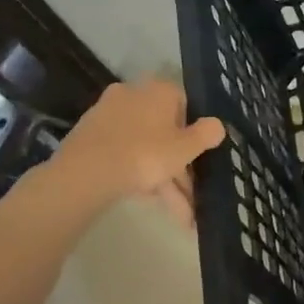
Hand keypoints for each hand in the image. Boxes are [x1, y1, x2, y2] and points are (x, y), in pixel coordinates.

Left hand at [42, 78, 224, 227]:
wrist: (85, 173)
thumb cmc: (145, 154)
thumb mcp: (186, 147)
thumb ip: (207, 134)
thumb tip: (218, 125)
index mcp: (159, 90)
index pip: (185, 103)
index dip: (194, 132)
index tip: (198, 157)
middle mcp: (133, 94)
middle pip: (163, 130)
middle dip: (179, 166)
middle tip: (189, 195)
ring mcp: (108, 115)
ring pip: (144, 146)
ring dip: (162, 177)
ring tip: (176, 213)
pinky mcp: (89, 137)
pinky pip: (123, 154)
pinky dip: (137, 175)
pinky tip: (147, 199)